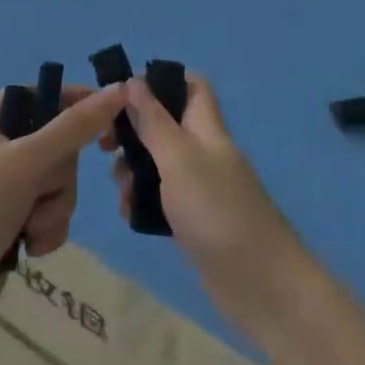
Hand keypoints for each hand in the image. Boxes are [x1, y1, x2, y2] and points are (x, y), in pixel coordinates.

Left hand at [0, 81, 123, 341]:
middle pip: (57, 144)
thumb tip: (119, 88)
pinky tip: (30, 248)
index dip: (74, 103)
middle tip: (41, 190)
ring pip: (58, 182)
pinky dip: (46, 229)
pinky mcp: (10, 221)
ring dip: (54, 207)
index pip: (41, 95)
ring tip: (31, 228)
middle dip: (58, 176)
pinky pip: (50, 212)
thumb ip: (76, 126)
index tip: (109, 117)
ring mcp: (2, 186)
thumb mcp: (28, 160)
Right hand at [105, 74, 310, 339]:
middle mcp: (205, 152)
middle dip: (133, 131)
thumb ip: (154, 122)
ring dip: (133, 170)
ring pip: (159, 164)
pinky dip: (143, 201)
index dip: (161, 80)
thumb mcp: (179, 159)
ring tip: (120, 190)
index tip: (124, 92)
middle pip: (166, 124)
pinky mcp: (195, 220)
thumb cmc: (217, 211)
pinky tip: (130, 215)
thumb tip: (132, 81)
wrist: (260, 284)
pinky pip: (162, 199)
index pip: (191, 86)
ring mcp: (201, 188)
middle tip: (104, 146)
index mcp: (207, 128)